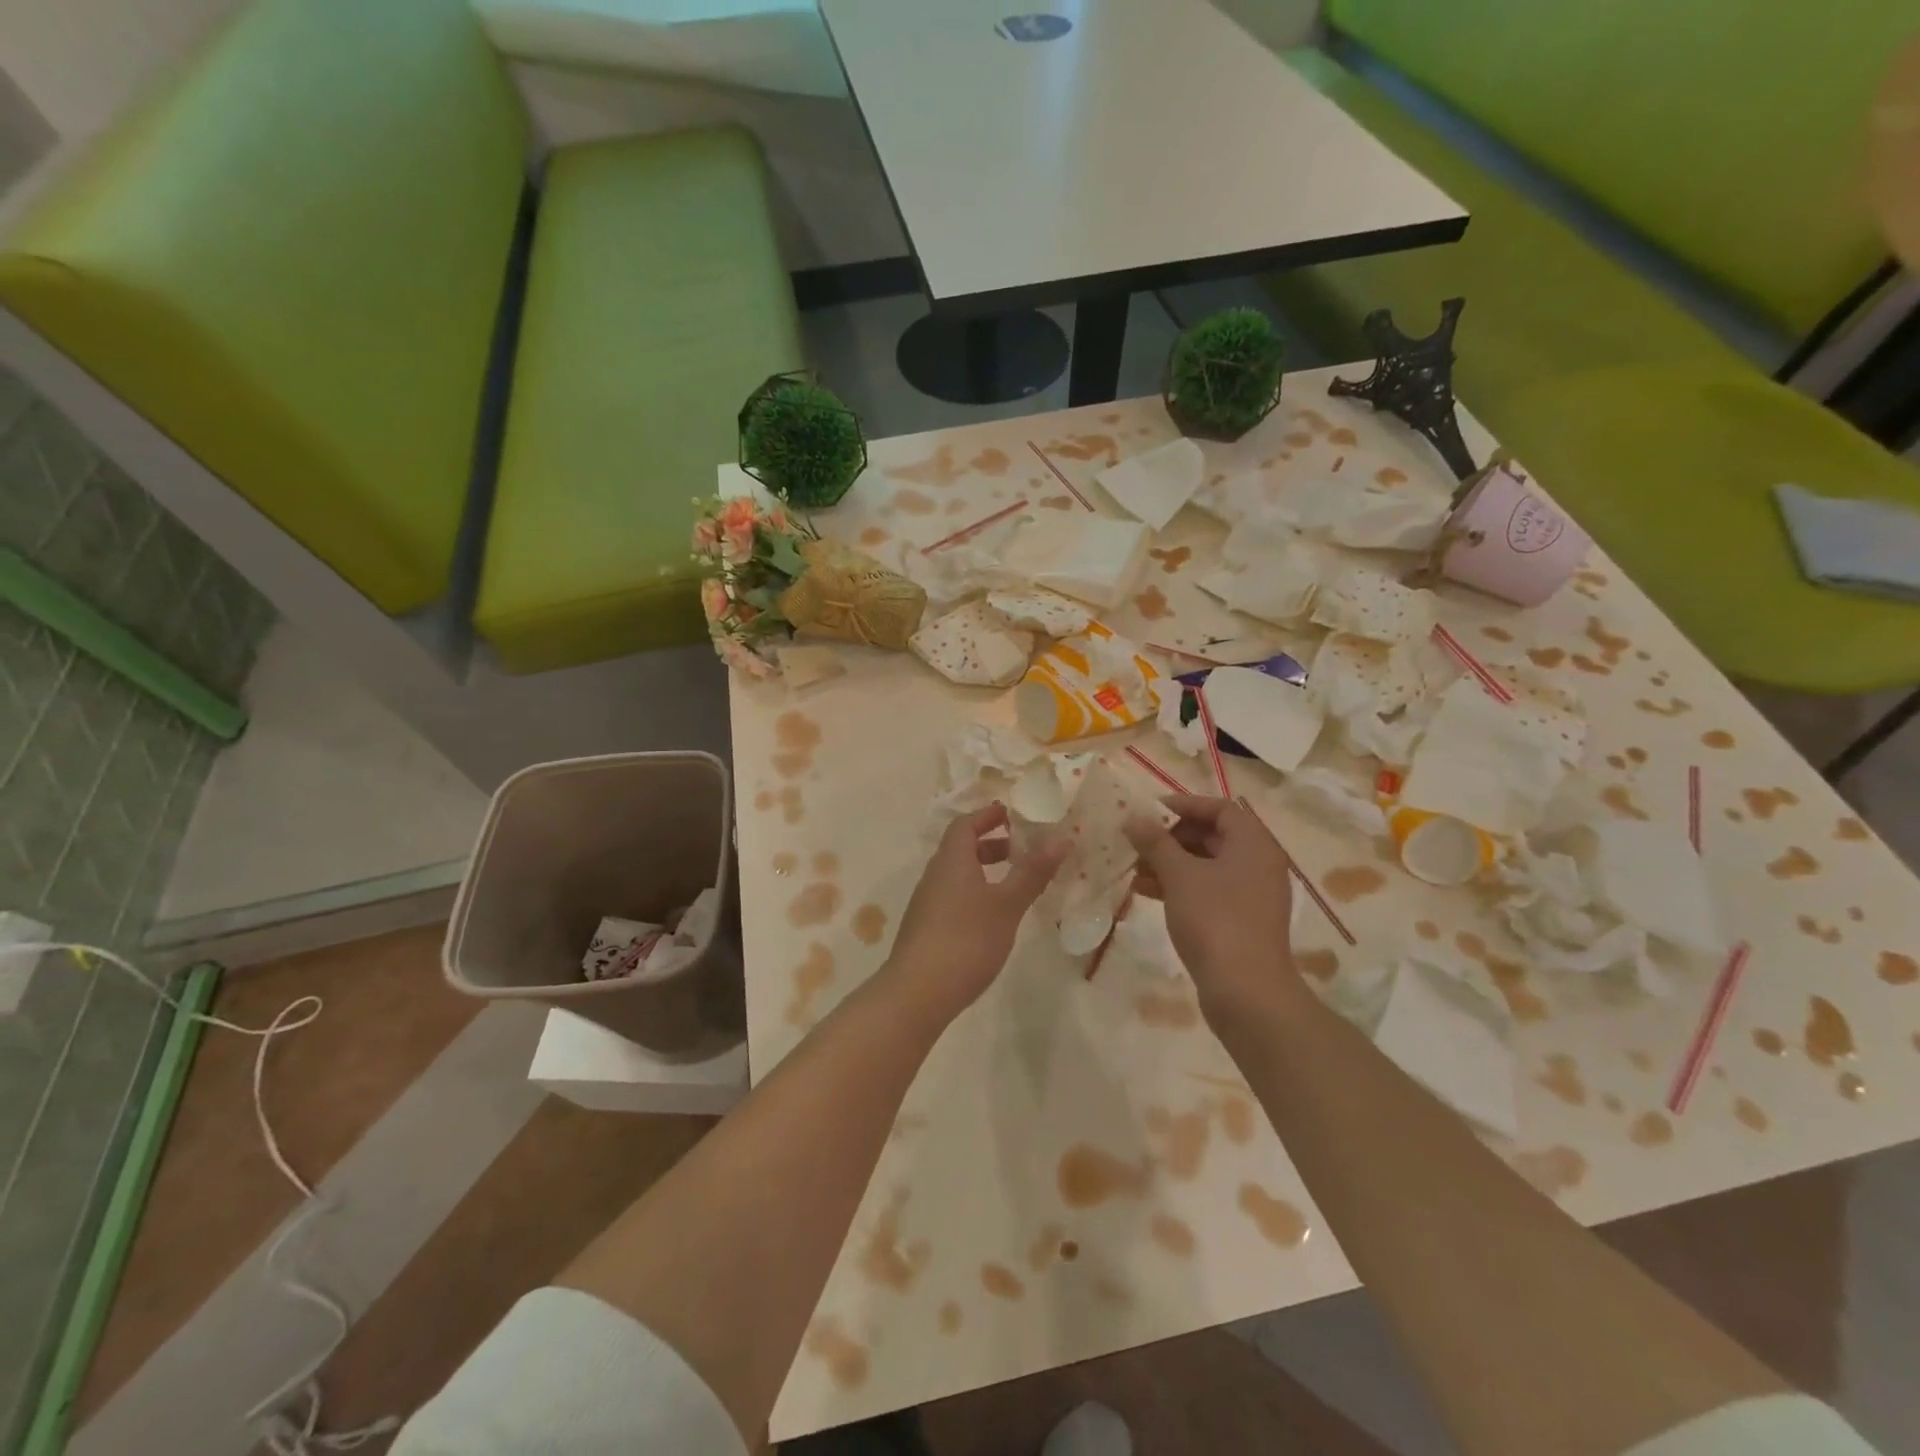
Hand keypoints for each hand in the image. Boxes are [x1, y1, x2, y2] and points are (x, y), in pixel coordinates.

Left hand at [883, 804, 1065, 1022]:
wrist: (917, 993)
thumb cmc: (966, 940)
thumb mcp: (1006, 905)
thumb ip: (1032, 872)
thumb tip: (1061, 837)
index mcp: (952, 861)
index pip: (965, 824)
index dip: (987, 816)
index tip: (1012, 814)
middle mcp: (935, 875)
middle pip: (960, 848)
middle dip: (990, 844)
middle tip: (1021, 849)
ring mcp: (927, 904)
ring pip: (957, 875)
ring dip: (983, 871)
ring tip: (1013, 884)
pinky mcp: (926, 929)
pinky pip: (953, 897)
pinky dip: (974, 894)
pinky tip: (992, 918)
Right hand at [1124, 795, 1299, 1014]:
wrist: (1246, 992)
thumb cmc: (1215, 920)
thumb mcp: (1179, 875)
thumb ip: (1155, 842)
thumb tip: (1134, 819)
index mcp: (1254, 844)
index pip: (1219, 808)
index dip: (1184, 805)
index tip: (1149, 811)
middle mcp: (1258, 864)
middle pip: (1212, 836)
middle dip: (1171, 837)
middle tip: (1137, 841)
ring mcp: (1251, 895)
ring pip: (1206, 865)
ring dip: (1170, 863)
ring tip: (1133, 867)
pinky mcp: (1240, 921)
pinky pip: (1207, 890)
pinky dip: (1179, 886)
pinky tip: (1145, 892)